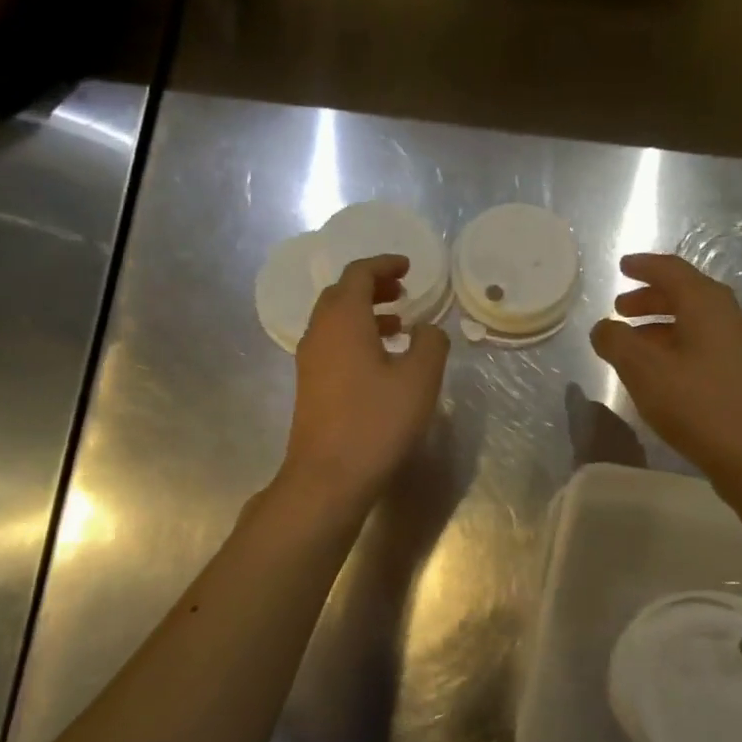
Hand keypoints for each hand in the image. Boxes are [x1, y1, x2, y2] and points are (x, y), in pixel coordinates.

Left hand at [281, 254, 450, 506]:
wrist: (329, 477)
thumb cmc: (377, 422)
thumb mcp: (419, 379)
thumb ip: (431, 343)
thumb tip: (428, 329)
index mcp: (343, 320)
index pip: (358, 274)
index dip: (384, 265)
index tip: (408, 267)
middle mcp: (319, 333)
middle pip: (341, 294)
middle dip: (372, 287)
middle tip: (403, 292)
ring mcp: (310, 361)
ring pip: (335, 322)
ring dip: (365, 313)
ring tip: (399, 324)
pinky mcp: (310, 386)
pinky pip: (333, 345)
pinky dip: (357, 338)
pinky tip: (382, 361)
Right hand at [590, 253, 741, 483]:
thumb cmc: (697, 403)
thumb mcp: (644, 370)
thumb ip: (616, 342)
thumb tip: (603, 328)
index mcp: (706, 304)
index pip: (671, 270)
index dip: (644, 266)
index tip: (622, 266)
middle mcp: (728, 316)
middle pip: (685, 294)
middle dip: (650, 298)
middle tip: (621, 309)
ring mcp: (739, 346)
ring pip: (694, 322)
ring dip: (661, 325)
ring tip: (633, 343)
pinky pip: (702, 345)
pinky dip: (675, 346)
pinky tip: (660, 372)